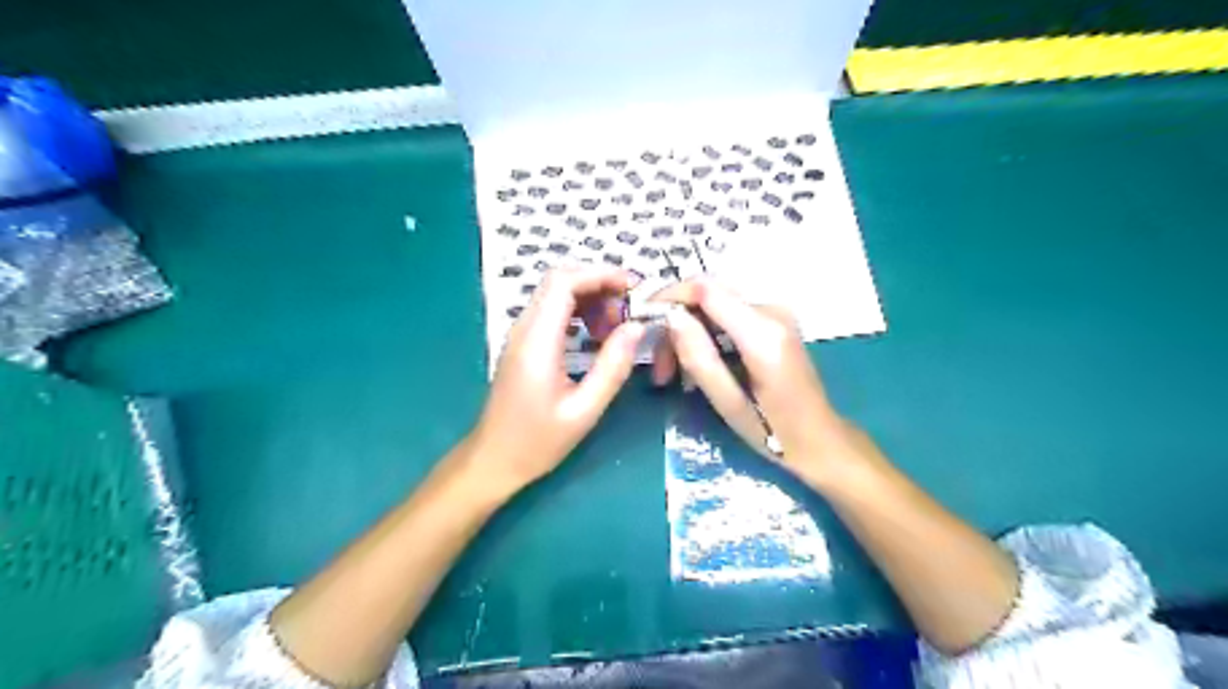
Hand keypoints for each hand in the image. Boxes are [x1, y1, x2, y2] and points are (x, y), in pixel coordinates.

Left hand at [472, 267, 645, 490]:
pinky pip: (551, 311)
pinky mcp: (523, 343)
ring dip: (590, 298)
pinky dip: (578, 312)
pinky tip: (596, 335)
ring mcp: (520, 334)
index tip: (633, 287)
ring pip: (555, 294)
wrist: (494, 459)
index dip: (600, 274)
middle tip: (629, 309)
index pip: (564, 282)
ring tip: (616, 326)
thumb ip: (613, 366)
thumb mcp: (584, 409)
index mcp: (538, 341)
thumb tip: (637, 327)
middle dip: (599, 284)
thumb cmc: (538, 441)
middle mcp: (524, 328)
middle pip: (559, 280)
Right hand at [652, 277, 861, 487]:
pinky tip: (699, 367)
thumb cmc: (775, 432)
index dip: (669, 296)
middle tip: (659, 369)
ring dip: (688, 334)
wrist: (820, 439)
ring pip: (714, 307)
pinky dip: (706, 337)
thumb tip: (670, 317)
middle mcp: (771, 311)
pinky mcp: (773, 322)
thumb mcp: (729, 403)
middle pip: (707, 296)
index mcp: (763, 333)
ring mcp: (775, 314)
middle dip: (676, 325)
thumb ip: (699, 357)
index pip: (706, 289)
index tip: (643, 322)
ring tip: (674, 375)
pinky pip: (728, 317)